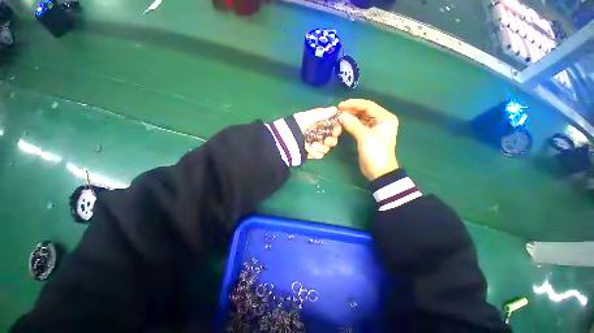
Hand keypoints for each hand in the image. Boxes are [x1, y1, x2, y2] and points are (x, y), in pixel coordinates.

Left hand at [294, 107, 341, 159]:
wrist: (285, 138)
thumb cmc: (296, 125)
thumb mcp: (308, 117)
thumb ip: (321, 113)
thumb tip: (335, 109)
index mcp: (320, 125)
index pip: (334, 128)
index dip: (336, 130)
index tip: (335, 132)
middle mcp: (320, 135)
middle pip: (333, 141)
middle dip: (330, 141)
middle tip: (325, 141)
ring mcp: (316, 146)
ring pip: (326, 149)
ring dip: (319, 148)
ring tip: (309, 145)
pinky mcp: (312, 153)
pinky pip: (319, 155)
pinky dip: (313, 152)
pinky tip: (306, 149)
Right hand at [338, 99, 398, 179]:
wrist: (379, 171)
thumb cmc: (375, 152)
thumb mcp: (365, 137)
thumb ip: (353, 124)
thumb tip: (340, 116)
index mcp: (385, 118)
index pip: (368, 105)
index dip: (354, 104)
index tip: (340, 105)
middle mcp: (380, 120)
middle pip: (364, 111)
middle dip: (351, 110)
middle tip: (338, 111)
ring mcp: (373, 128)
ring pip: (360, 118)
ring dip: (350, 117)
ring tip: (338, 116)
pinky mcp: (367, 135)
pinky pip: (358, 125)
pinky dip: (350, 124)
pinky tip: (343, 123)